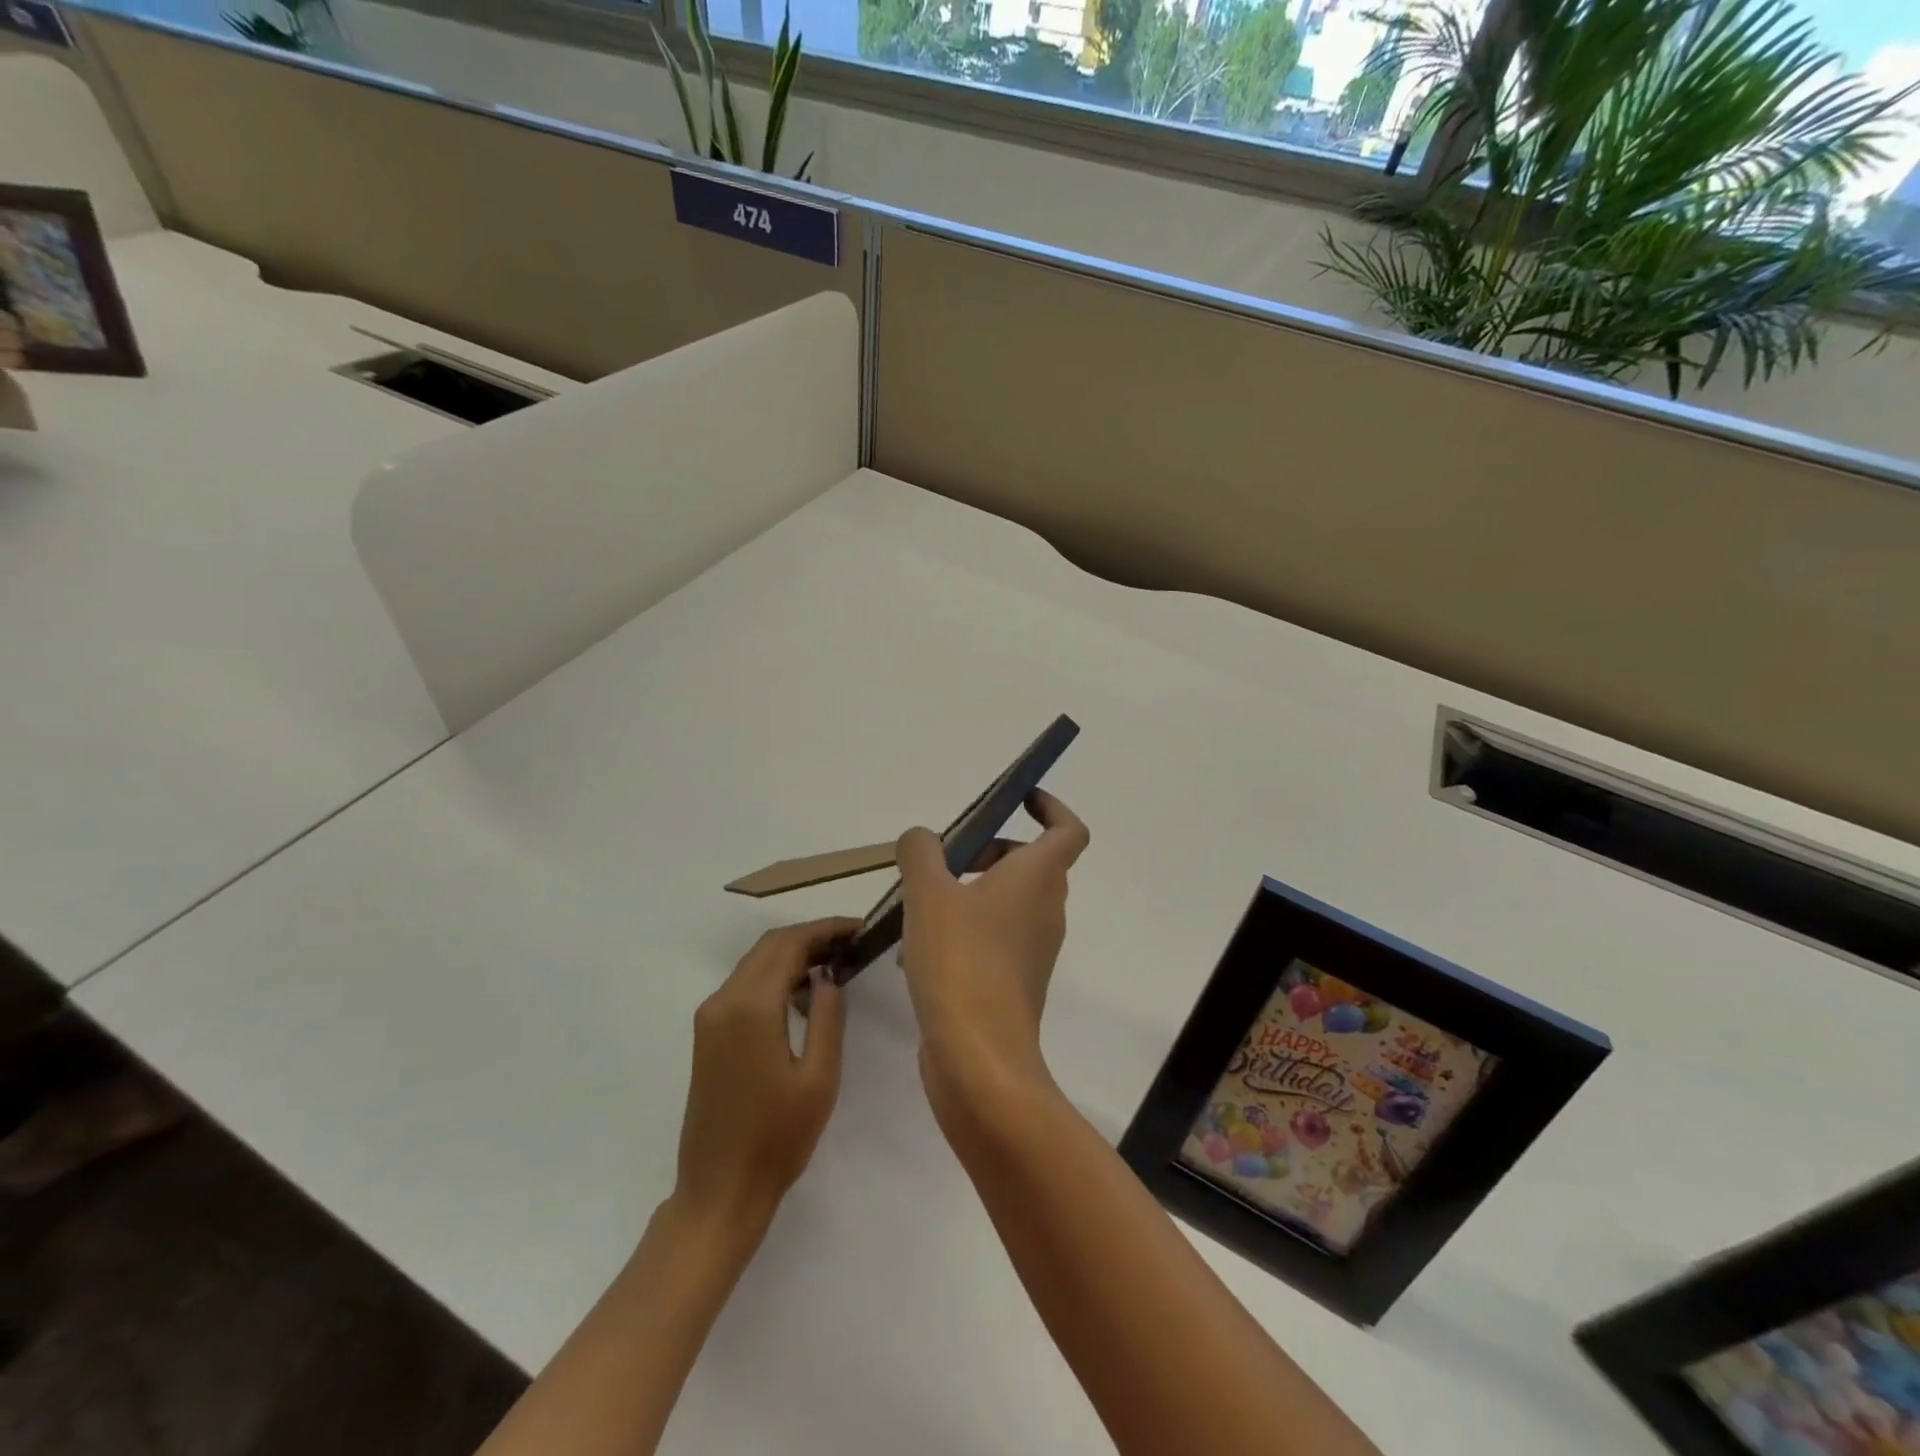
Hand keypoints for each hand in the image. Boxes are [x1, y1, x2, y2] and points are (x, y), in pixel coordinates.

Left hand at [672, 917, 856, 1237]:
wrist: (719, 1192)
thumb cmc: (777, 1139)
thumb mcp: (819, 1077)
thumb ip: (827, 1015)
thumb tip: (827, 974)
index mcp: (750, 1007)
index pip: (789, 944)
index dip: (825, 929)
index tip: (859, 928)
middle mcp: (723, 1001)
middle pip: (769, 946)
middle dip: (810, 937)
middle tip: (851, 944)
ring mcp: (709, 1018)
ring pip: (755, 963)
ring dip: (792, 954)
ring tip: (834, 963)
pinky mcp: (707, 1035)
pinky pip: (744, 986)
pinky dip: (774, 976)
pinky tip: (802, 993)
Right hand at [895, 791, 1089, 1133]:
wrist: (979, 1059)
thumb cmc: (961, 961)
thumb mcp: (929, 893)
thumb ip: (922, 852)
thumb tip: (922, 838)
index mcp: (1038, 878)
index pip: (1068, 830)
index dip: (1050, 806)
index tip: (1017, 798)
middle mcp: (1045, 909)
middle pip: (1027, 863)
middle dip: (986, 851)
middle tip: (941, 861)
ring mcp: (1033, 949)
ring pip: (1003, 902)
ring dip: (965, 893)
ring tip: (916, 908)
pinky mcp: (1014, 982)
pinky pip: (992, 938)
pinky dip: (961, 931)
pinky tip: (916, 952)